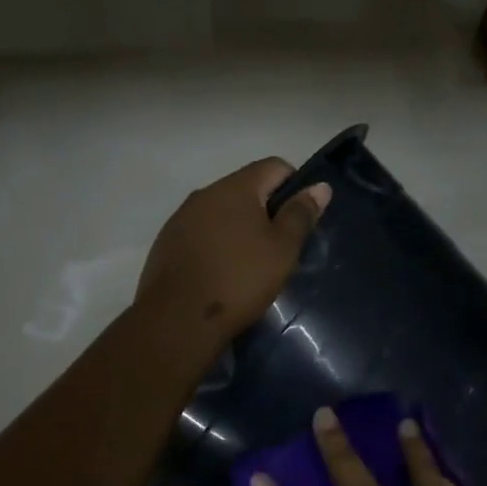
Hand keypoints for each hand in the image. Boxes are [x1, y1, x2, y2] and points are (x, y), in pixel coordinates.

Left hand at [135, 158, 330, 351]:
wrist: (178, 319)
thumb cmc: (239, 280)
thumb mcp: (282, 249)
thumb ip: (300, 214)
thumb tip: (320, 186)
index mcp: (236, 187)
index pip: (274, 166)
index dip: (295, 186)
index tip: (300, 220)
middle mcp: (205, 193)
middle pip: (246, 188)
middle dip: (265, 209)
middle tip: (279, 246)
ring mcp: (181, 217)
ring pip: (221, 211)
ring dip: (238, 227)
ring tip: (249, 263)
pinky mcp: (166, 242)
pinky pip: (200, 232)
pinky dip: (216, 244)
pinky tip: (221, 273)